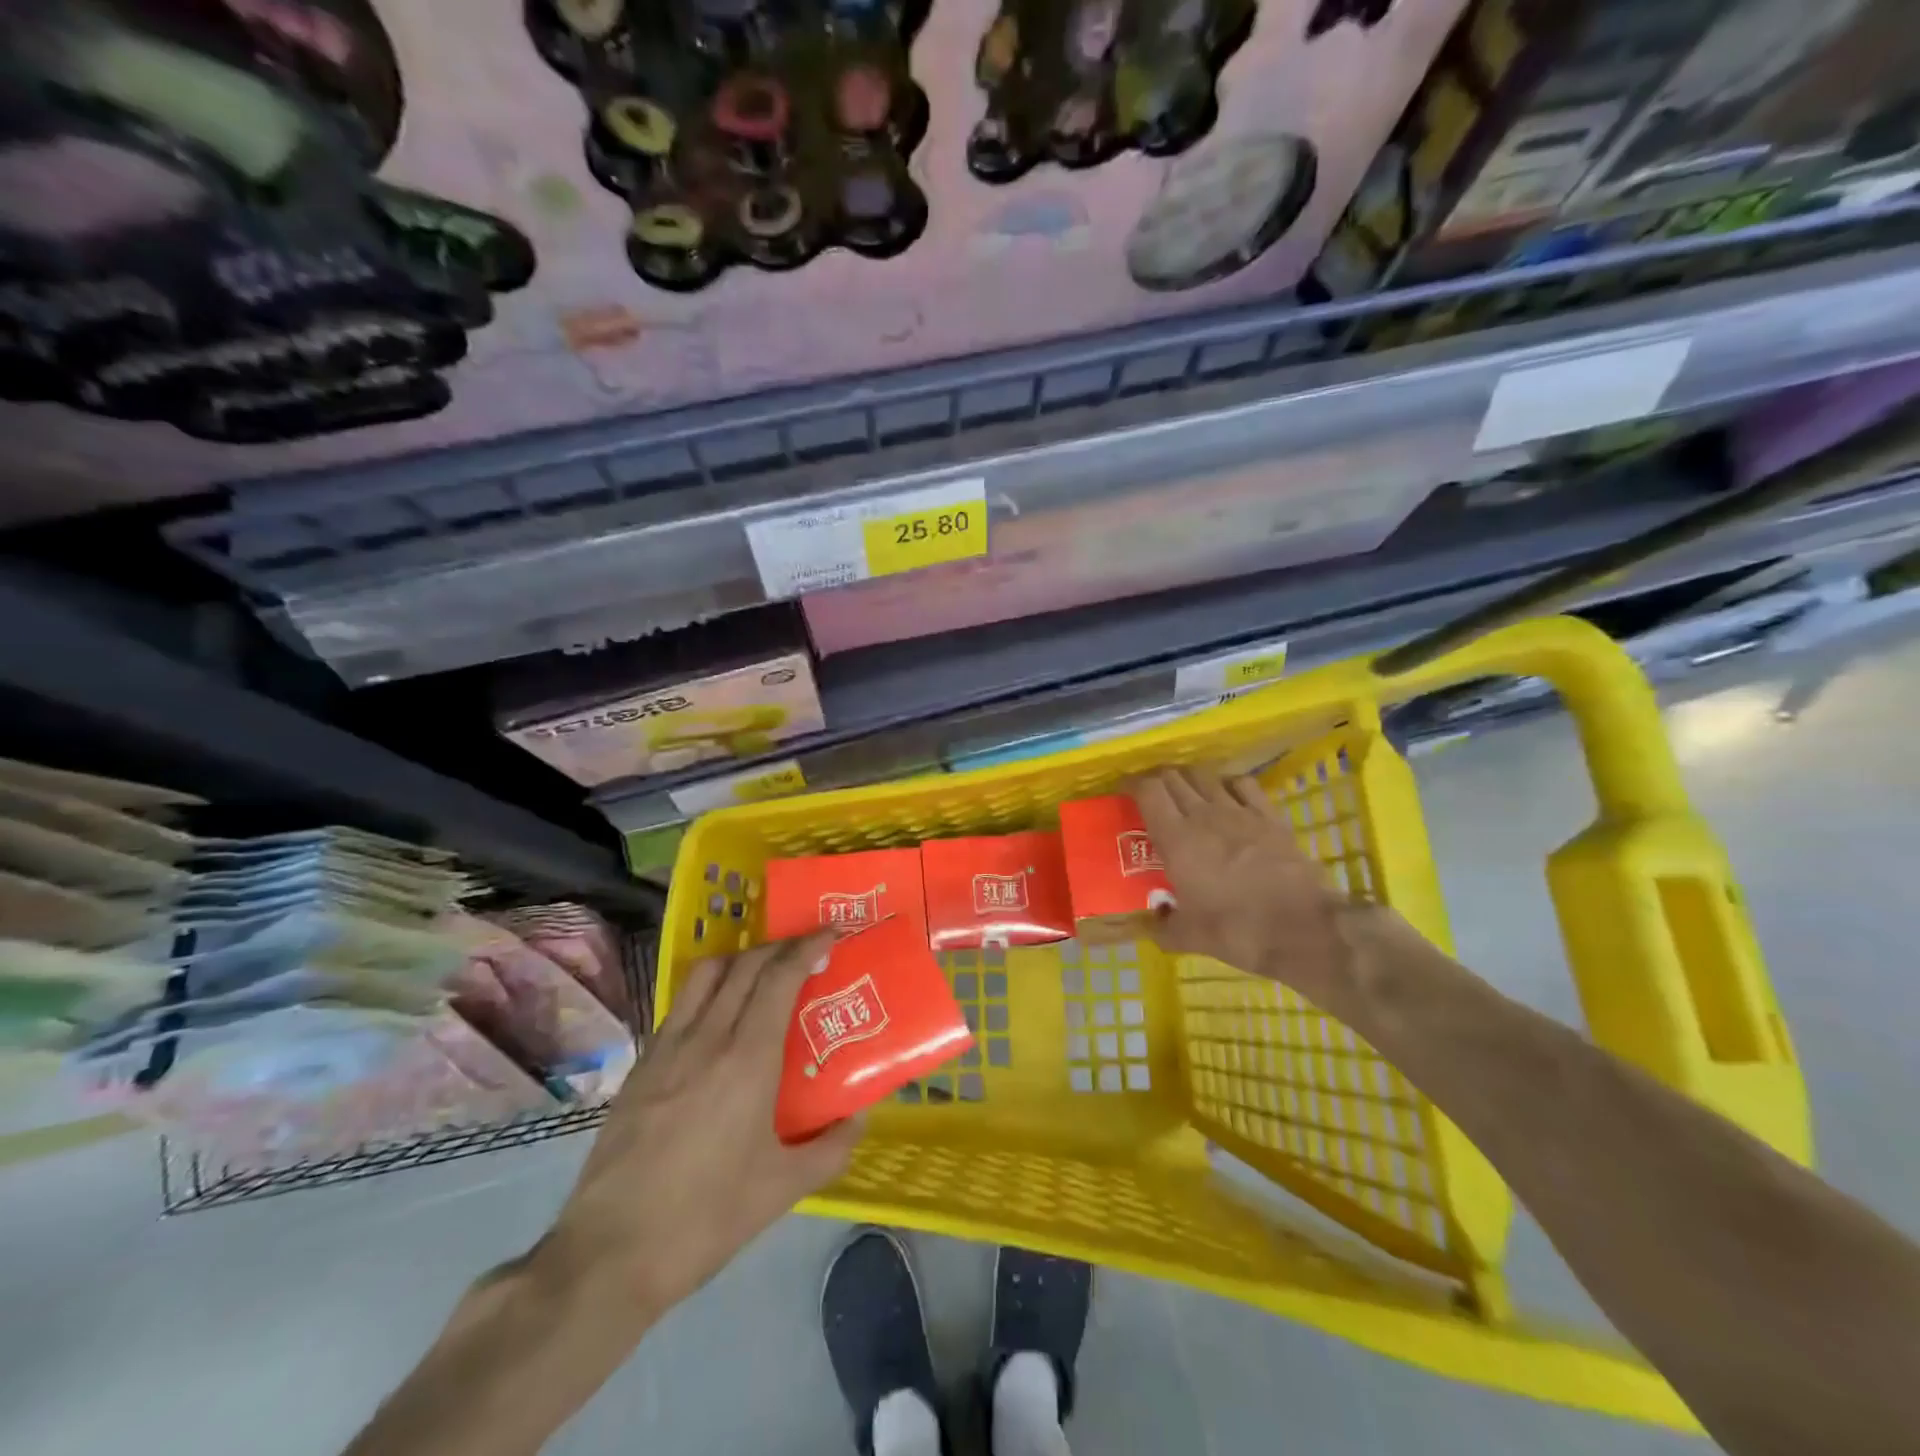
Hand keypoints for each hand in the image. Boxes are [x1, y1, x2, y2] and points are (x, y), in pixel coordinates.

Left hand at [544, 932, 859, 1325]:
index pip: (780, 976)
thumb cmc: (706, 1217)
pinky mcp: (641, 1066)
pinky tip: (719, 1018)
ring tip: (763, 973)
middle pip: (746, 964)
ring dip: (741, 959)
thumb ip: (831, 1148)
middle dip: (781, 946)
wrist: (609, 1254)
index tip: (831, 933)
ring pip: (706, 974)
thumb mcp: (783, 1189)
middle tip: (806, 951)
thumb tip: (858, 1117)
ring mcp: (667, 1048)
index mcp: (747, 1058)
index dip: (807, 946)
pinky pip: (682, 1005)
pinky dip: (710, 990)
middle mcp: (707, 1037)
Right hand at [1134, 767, 1375, 1008]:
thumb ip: (1163, 927)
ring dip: (1191, 778)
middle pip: (1174, 777)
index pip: (1148, 791)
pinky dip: (1229, 783)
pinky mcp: (1270, 816)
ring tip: (1186, 791)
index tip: (1125, 791)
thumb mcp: (1189, 938)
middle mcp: (1204, 815)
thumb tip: (1152, 925)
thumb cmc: (1237, 931)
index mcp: (1176, 839)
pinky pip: (1244, 784)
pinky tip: (1228, 795)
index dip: (1133, 784)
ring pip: (1206, 776)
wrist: (1303, 929)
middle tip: (1152, 794)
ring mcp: (1240, 812)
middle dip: (1159, 780)